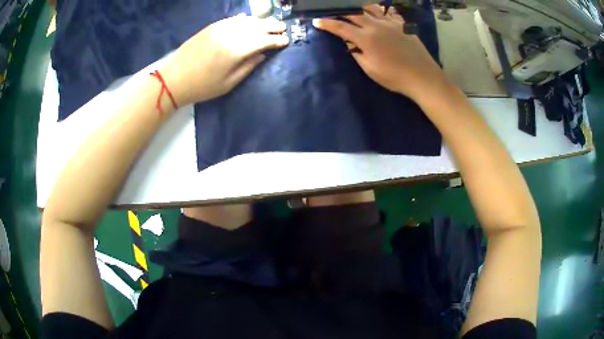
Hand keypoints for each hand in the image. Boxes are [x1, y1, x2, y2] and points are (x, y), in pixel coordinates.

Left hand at [162, 14, 288, 105]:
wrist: (174, 79)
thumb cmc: (202, 86)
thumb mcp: (229, 83)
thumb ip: (248, 67)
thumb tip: (262, 55)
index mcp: (236, 50)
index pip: (263, 41)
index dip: (276, 41)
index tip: (286, 41)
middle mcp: (230, 34)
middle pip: (257, 26)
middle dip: (272, 27)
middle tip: (283, 28)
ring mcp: (220, 28)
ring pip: (246, 21)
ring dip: (260, 21)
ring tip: (271, 24)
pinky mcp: (211, 27)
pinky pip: (232, 19)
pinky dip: (244, 19)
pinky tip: (249, 20)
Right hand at [313, 5, 450, 101]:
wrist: (422, 77)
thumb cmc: (395, 77)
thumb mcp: (370, 69)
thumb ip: (357, 53)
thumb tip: (350, 43)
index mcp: (366, 38)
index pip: (341, 28)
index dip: (327, 24)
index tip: (317, 21)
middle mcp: (376, 26)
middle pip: (354, 14)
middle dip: (340, 13)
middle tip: (333, 13)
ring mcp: (390, 23)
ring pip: (371, 9)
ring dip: (359, 8)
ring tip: (354, 10)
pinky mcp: (402, 25)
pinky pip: (388, 12)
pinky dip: (379, 10)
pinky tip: (376, 11)